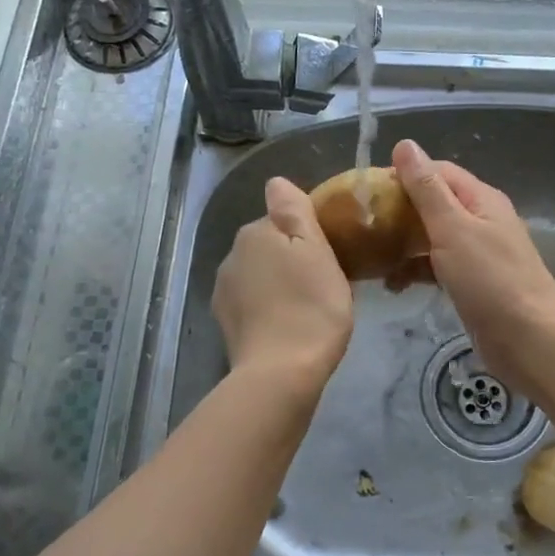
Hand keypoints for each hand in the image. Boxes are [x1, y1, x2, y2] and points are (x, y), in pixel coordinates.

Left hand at [213, 176, 352, 393]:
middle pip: (268, 246)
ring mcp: (224, 291)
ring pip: (258, 275)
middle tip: (323, 282)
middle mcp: (231, 256)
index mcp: (255, 233)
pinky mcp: (225, 323)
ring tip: (306, 308)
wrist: (282, 373)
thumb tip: (276, 182)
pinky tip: (286, 326)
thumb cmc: (311, 307)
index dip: (307, 234)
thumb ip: (294, 210)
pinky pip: (251, 303)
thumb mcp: (315, 250)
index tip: (330, 255)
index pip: (282, 219)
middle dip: (290, 258)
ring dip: (278, 284)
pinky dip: (267, 308)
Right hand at [392, 139, 554, 391]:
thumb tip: (405, 144)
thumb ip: (427, 189)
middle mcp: (482, 220)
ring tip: (370, 256)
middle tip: (362, 226)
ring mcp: (479, 254)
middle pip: (434, 204)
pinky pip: (438, 267)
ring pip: (433, 237)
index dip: (403, 175)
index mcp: (481, 199)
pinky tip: (392, 285)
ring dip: (404, 244)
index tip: (367, 192)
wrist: (529, 340)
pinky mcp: (473, 284)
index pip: (437, 171)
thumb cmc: (490, 280)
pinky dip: (416, 271)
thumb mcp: (453, 228)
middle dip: (399, 212)